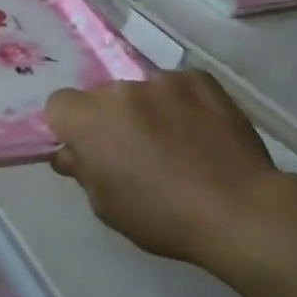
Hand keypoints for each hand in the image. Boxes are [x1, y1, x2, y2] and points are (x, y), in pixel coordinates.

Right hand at [47, 71, 291, 268]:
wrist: (237, 208)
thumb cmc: (162, 216)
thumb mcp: (107, 207)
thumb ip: (83, 171)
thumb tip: (72, 153)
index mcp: (90, 119)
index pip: (59, 105)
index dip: (70, 128)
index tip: (88, 150)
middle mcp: (122, 89)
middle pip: (103, 97)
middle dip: (111, 119)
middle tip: (135, 152)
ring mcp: (164, 80)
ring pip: (142, 91)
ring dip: (147, 111)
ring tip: (176, 144)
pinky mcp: (201, 79)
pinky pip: (179, 87)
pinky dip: (182, 105)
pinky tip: (200, 133)